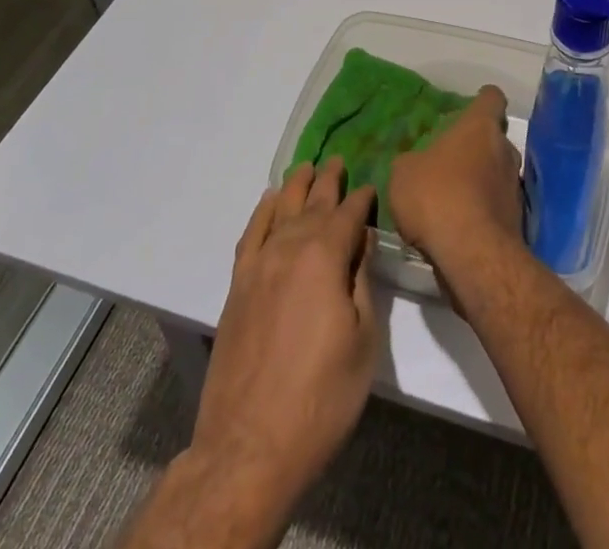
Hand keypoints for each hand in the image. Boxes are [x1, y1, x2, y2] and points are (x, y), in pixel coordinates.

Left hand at [191, 159, 379, 526]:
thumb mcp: (362, 341)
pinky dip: (262, 213)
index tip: (371, 187)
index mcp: (325, 257)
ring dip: (296, 187)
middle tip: (338, 160)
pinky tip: (269, 201)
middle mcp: (290, 248)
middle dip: (329, 181)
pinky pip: (251, 234)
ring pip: (281, 211)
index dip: (362, 199)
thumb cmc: (321, 398)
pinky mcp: (237, 287)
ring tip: (306, 167)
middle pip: (314, 204)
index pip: (349, 214)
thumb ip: (361, 282)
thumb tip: (360, 243)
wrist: (249, 447)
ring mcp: (258, 266)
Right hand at [388, 85, 524, 270]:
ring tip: (452, 197)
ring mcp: (514, 186)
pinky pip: (496, 205)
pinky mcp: (516, 220)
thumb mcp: (403, 173)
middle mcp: (504, 150)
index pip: (492, 98)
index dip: (482, 99)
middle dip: (477, 146)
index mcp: (480, 127)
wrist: (472, 255)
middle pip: (495, 138)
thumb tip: (415, 165)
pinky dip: (482, 210)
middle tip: (451, 159)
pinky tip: (459, 226)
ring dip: (480, 180)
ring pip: (497, 173)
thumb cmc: (436, 196)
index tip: (470, 105)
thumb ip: (410, 162)